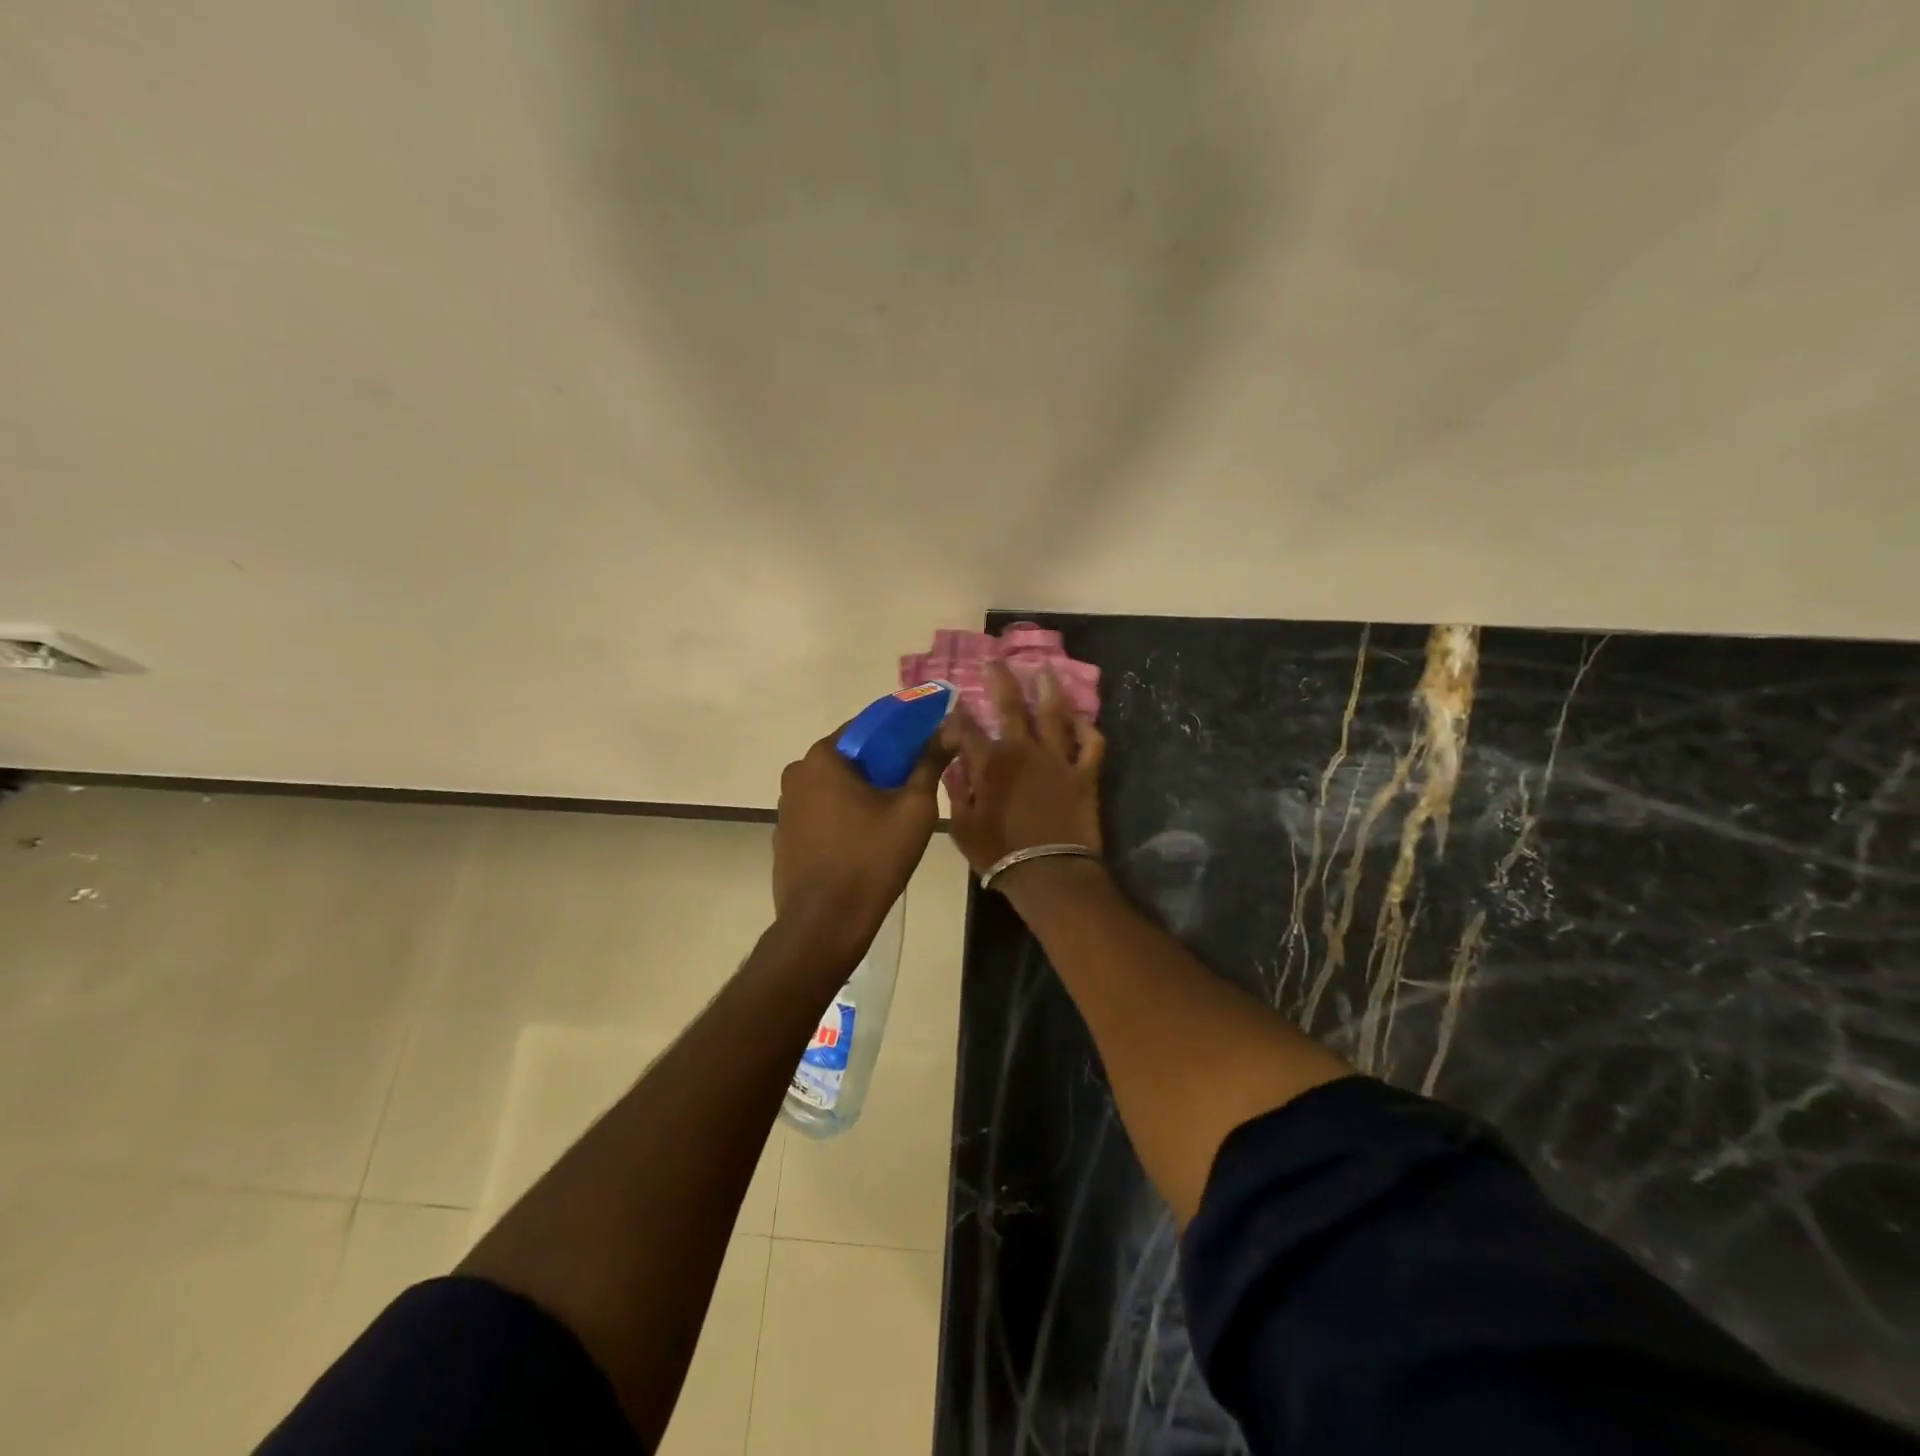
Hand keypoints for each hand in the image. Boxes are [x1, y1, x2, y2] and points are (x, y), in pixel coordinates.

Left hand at [772, 725, 948, 959]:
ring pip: (833, 786)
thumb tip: (949, 729)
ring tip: (892, 815)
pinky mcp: (784, 836)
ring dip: (860, 792)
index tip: (923, 747)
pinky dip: (841, 816)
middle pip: (848, 757)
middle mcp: (796, 774)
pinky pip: (820, 813)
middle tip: (912, 785)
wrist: (825, 923)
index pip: (866, 727)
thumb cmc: (872, 859)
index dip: (899, 734)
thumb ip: (929, 763)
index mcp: (823, 758)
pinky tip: (863, 839)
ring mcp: (785, 807)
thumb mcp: (913, 809)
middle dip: (880, 766)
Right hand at [941, 661, 1105, 879]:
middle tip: (996, 660)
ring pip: (1054, 715)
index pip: (966, 729)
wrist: (1049, 873)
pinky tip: (1082, 719)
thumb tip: (955, 767)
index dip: (957, 715)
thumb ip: (958, 792)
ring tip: (1045, 670)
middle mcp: (1024, 751)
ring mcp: (1058, 759)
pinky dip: (1088, 729)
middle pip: (1011, 706)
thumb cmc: (999, 853)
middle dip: (1000, 680)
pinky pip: (1091, 745)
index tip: (952, 704)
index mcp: (990, 763)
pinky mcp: (1085, 774)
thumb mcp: (963, 827)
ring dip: (1049, 690)